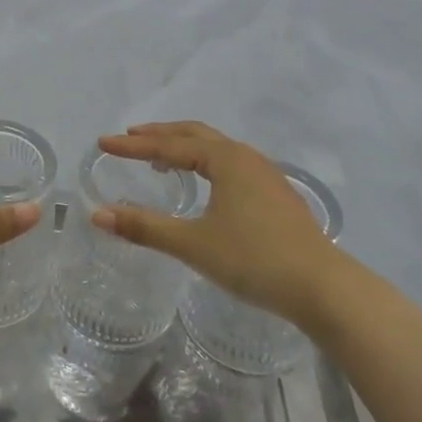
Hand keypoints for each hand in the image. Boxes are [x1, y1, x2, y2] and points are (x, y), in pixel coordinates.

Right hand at [94, 122, 343, 328]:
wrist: (323, 287)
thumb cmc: (254, 260)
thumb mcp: (194, 245)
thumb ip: (145, 228)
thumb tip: (97, 215)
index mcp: (225, 159)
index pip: (168, 145)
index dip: (133, 146)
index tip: (103, 143)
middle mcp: (245, 156)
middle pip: (194, 134)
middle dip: (160, 134)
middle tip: (130, 138)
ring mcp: (265, 174)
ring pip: (216, 148)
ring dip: (184, 146)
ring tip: (161, 159)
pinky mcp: (276, 194)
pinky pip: (230, 163)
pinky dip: (205, 162)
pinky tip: (204, 186)